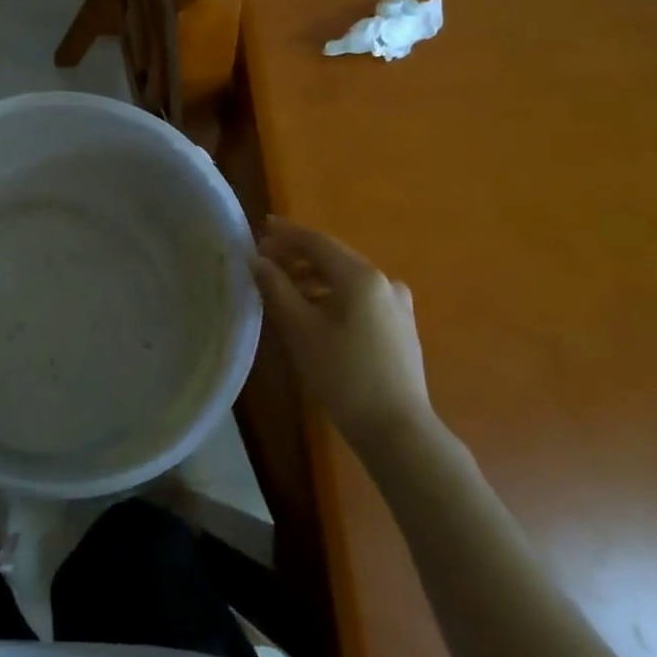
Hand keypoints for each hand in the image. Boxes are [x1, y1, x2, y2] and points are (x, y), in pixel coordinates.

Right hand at [250, 216, 433, 439]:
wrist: (397, 429)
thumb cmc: (343, 375)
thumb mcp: (300, 330)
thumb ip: (276, 288)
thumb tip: (256, 259)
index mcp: (360, 277)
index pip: (317, 242)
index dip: (286, 234)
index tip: (261, 227)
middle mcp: (383, 281)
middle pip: (333, 257)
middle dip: (298, 255)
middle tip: (266, 260)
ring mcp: (397, 304)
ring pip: (347, 279)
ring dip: (314, 277)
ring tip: (285, 288)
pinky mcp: (400, 326)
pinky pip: (360, 297)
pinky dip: (333, 295)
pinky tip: (315, 312)